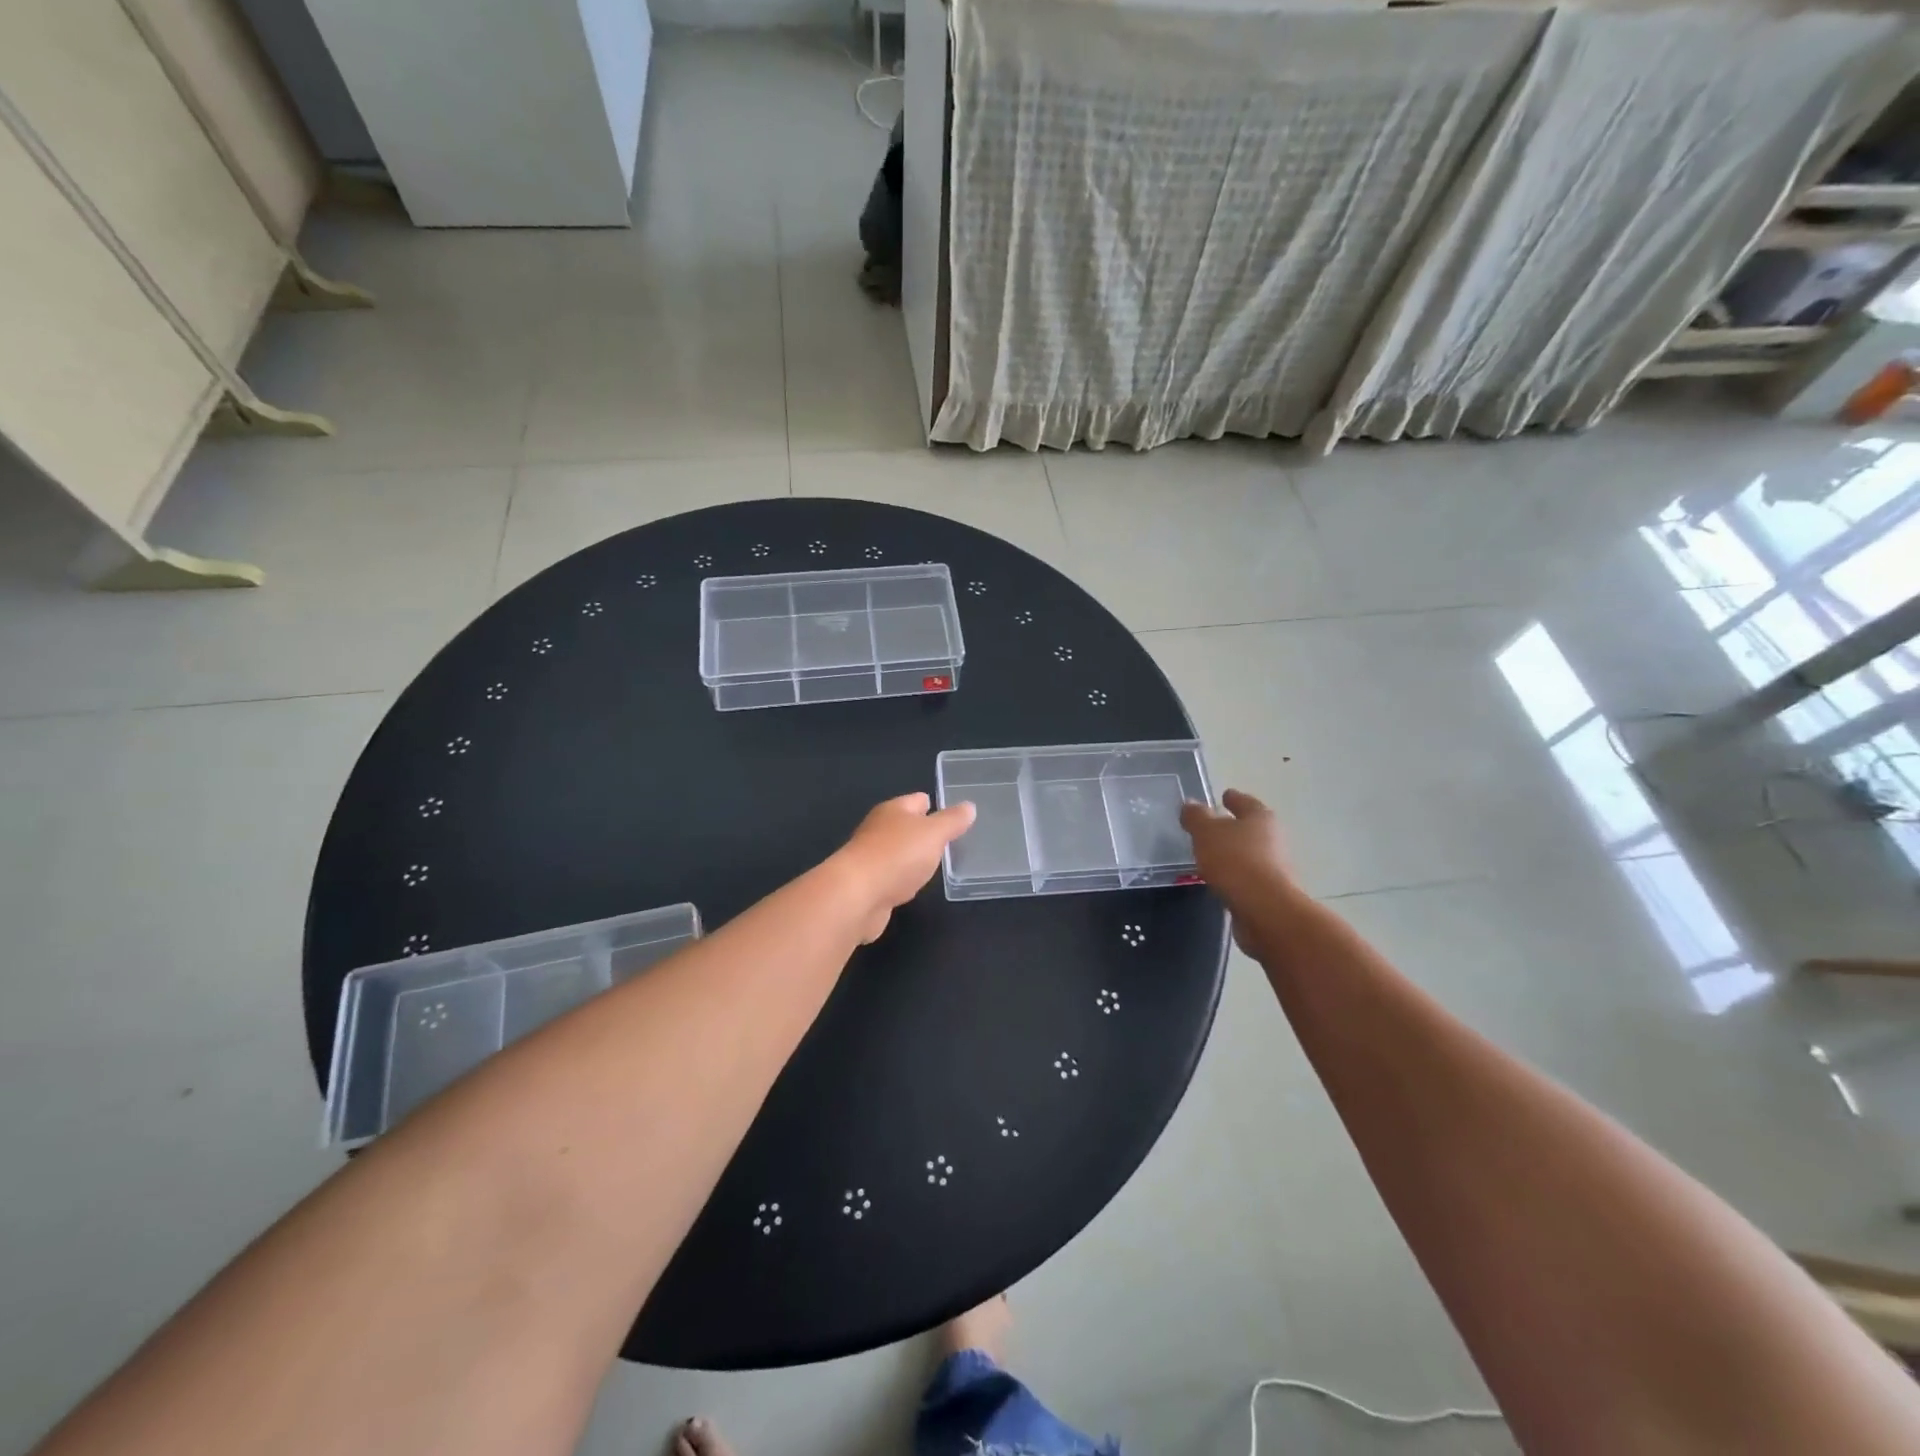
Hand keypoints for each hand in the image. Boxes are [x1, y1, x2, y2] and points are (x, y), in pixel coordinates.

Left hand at [833, 792, 976, 942]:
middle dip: (924, 831)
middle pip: (905, 826)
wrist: (856, 896)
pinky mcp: (867, 885)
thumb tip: (969, 806)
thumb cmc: (897, 855)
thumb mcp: (933, 833)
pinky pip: (891, 877)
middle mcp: (878, 830)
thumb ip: (952, 821)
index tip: (954, 814)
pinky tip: (913, 885)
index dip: (935, 805)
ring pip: (898, 852)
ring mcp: (870, 858)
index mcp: (893, 810)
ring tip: (935, 863)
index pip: (917, 800)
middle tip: (950, 840)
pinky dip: (902, 879)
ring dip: (913, 857)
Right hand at [1179, 790, 1297, 937]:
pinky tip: (1219, 880)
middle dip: (1233, 827)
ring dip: (1233, 853)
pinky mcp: (1269, 893)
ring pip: (1249, 854)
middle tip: (1211, 827)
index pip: (1245, 802)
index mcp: (1260, 818)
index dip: (1233, 798)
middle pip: (1250, 828)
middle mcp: (1273, 839)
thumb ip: (1196, 817)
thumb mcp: (1207, 833)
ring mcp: (1274, 868)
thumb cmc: (1236, 861)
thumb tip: (1189, 804)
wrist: (1265, 910)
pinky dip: (1234, 876)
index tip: (1224, 795)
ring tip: (1210, 856)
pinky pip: (1247, 877)